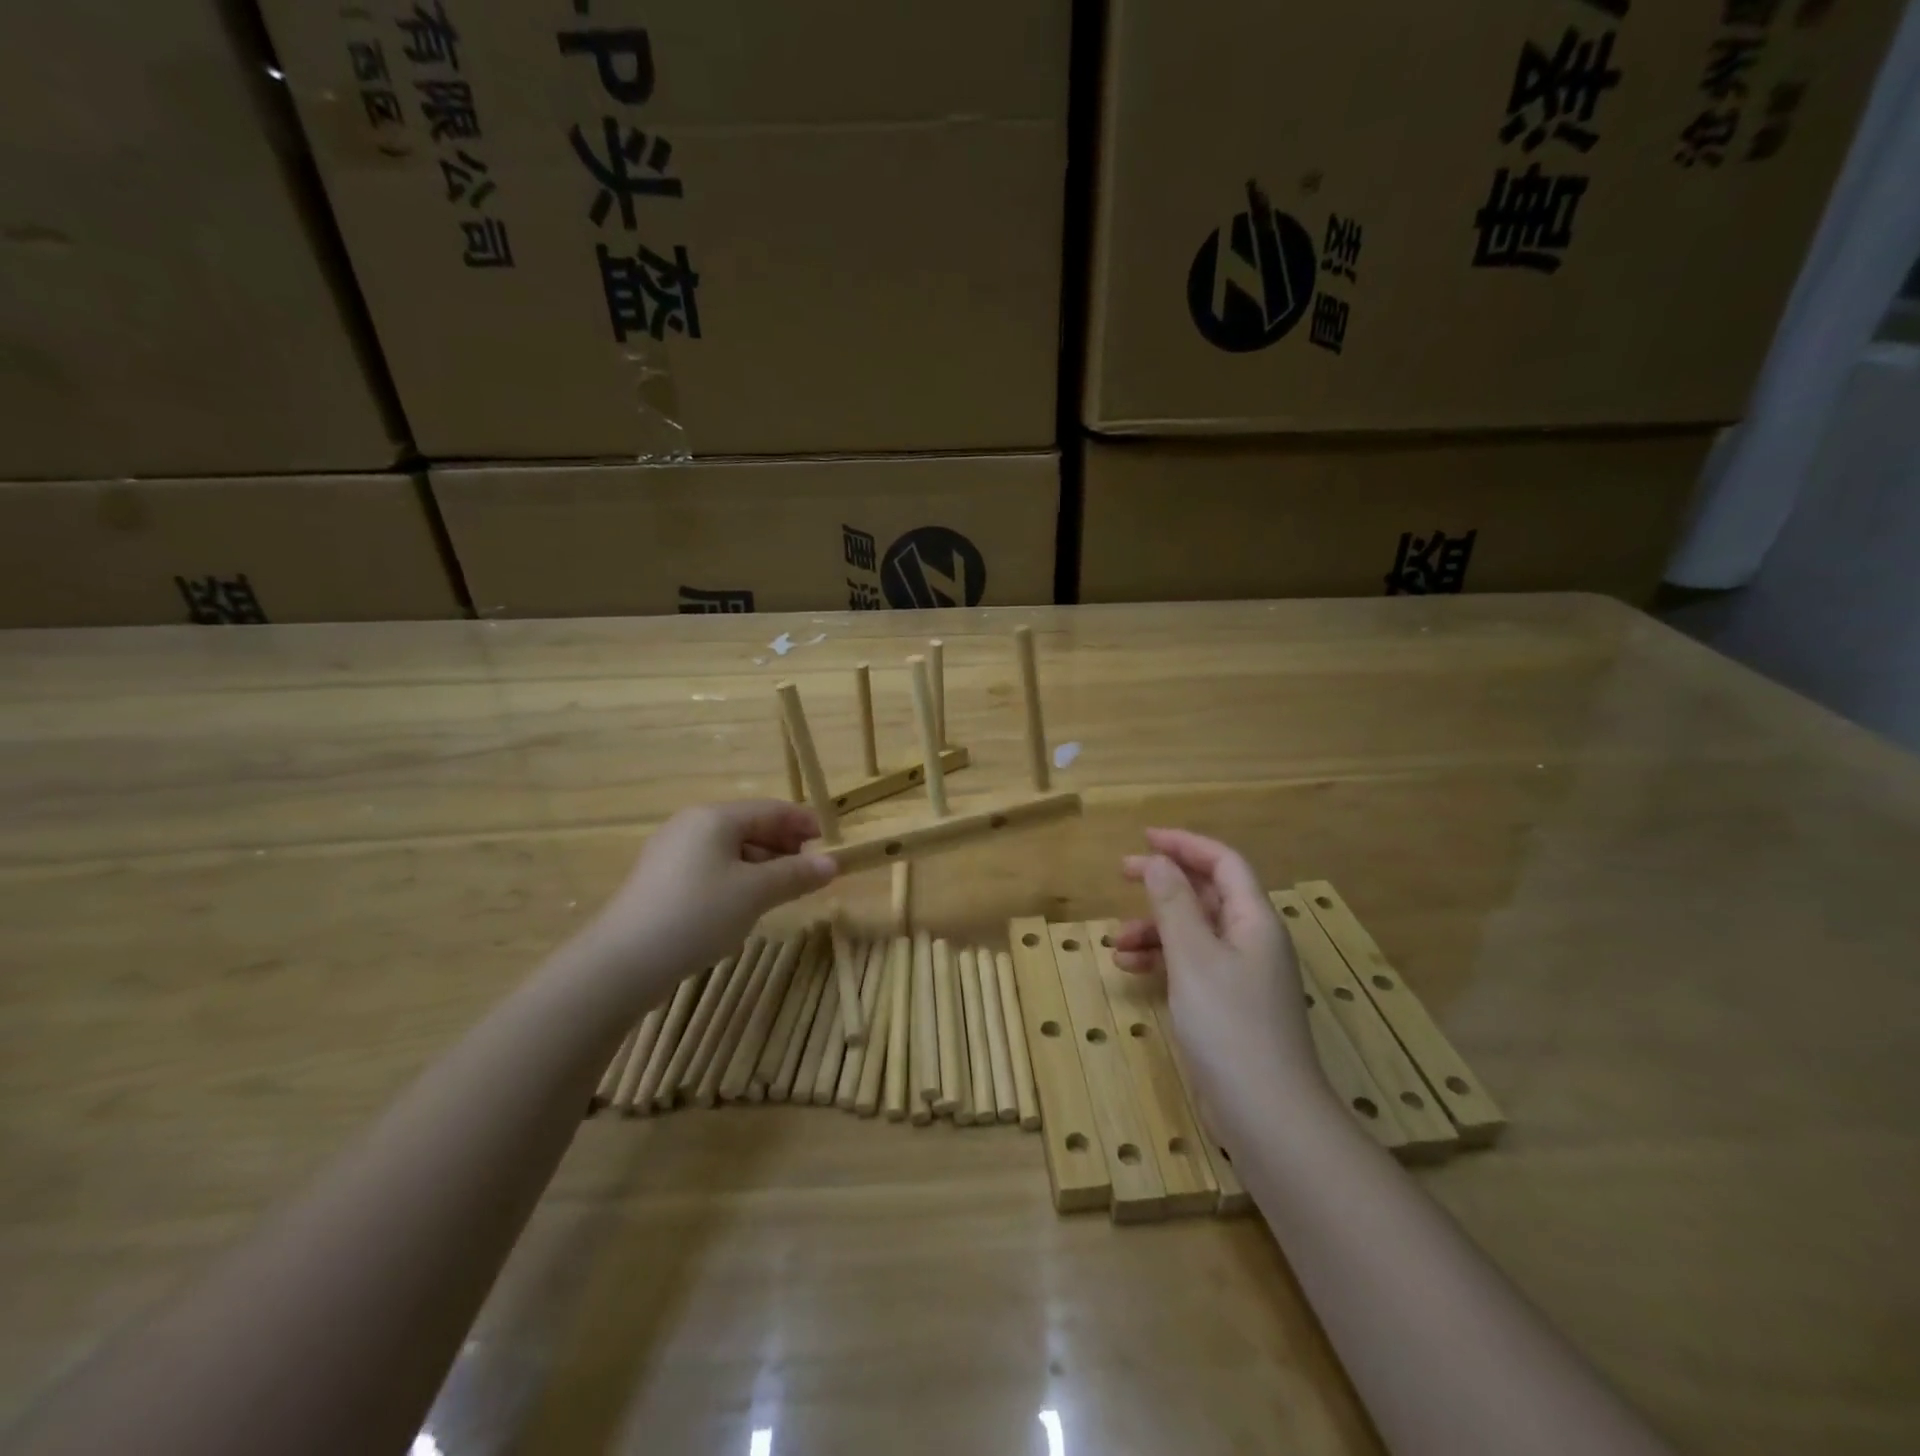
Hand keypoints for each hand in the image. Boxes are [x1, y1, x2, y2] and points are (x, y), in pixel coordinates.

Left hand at [574, 801, 836, 1004]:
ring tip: (784, 891)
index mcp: (714, 818)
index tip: (831, 844)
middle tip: (811, 872)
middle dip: (785, 846)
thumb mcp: (756, 893)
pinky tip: (745, 905)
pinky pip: (711, 869)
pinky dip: (737, 879)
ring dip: (763, 865)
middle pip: (750, 827)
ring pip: (730, 850)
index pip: (771, 809)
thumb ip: (796, 874)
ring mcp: (671, 854)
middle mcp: (691, 826)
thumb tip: (832, 863)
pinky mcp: (661, 882)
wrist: (623, 962)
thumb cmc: (697, 914)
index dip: (804, 824)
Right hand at [1114, 829, 1324, 1140]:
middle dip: (1165, 883)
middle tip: (1123, 874)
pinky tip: (1132, 971)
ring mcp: (1243, 976)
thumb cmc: (1229, 1025)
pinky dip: (1163, 961)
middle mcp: (1252, 941)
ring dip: (1156, 929)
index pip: (1223, 863)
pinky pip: (1192, 965)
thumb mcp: (1193, 957)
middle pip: (1207, 895)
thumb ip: (1174, 904)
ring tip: (1116, 942)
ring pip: (1194, 932)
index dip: (1185, 845)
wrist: (1268, 1114)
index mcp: (1254, 920)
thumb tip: (1159, 862)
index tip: (1145, 839)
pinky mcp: (1229, 1006)